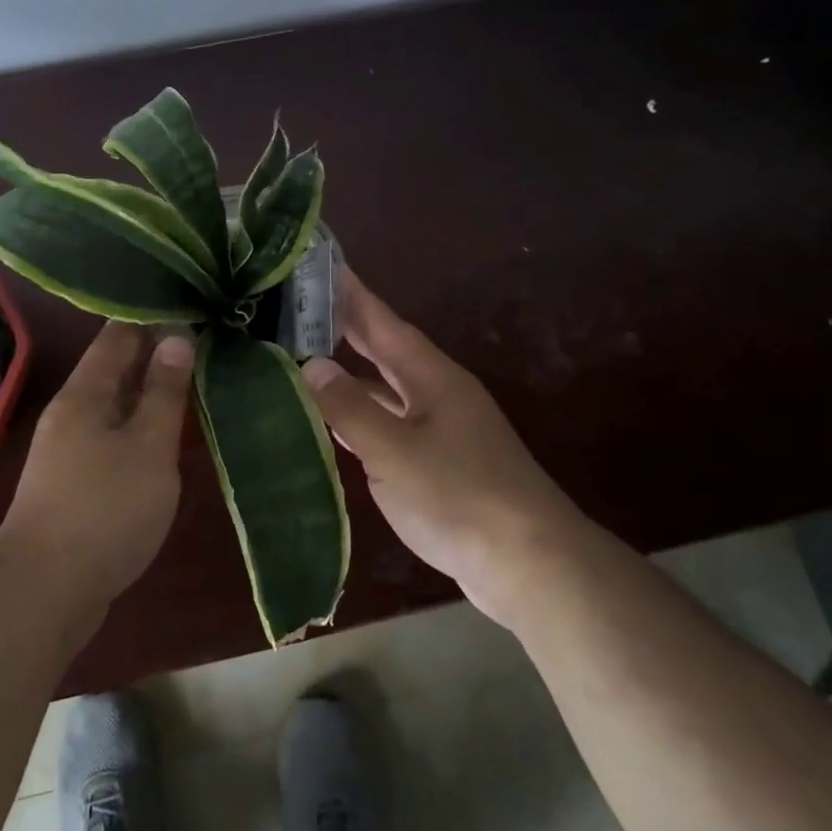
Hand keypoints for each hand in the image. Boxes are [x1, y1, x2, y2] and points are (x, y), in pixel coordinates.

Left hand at [0, 323, 194, 609]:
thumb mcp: (148, 446)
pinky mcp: (70, 483)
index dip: (151, 318)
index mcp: (84, 393)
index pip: (117, 335)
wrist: (44, 592)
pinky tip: (158, 439)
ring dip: (145, 393)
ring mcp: (65, 450)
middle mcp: (69, 413)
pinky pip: (108, 438)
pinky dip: (135, 429)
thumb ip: (164, 392)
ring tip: (187, 383)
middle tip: (199, 342)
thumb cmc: (105, 509)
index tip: (187, 305)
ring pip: (111, 406)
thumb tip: (177, 338)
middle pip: (112, 369)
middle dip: (152, 355)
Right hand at [301, 269, 579, 625]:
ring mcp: (442, 429)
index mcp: (431, 376)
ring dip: (351, 376)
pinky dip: (362, 418)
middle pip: (384, 350)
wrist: (532, 566)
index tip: (318, 264)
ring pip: (387, 389)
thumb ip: (348, 407)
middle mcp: (438, 392)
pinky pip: (392, 425)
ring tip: (304, 361)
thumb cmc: (459, 496)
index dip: (349, 292)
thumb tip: (310, 365)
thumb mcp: (393, 450)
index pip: (381, 321)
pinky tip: (335, 426)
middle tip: (299, 307)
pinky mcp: (442, 464)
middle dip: (345, 327)